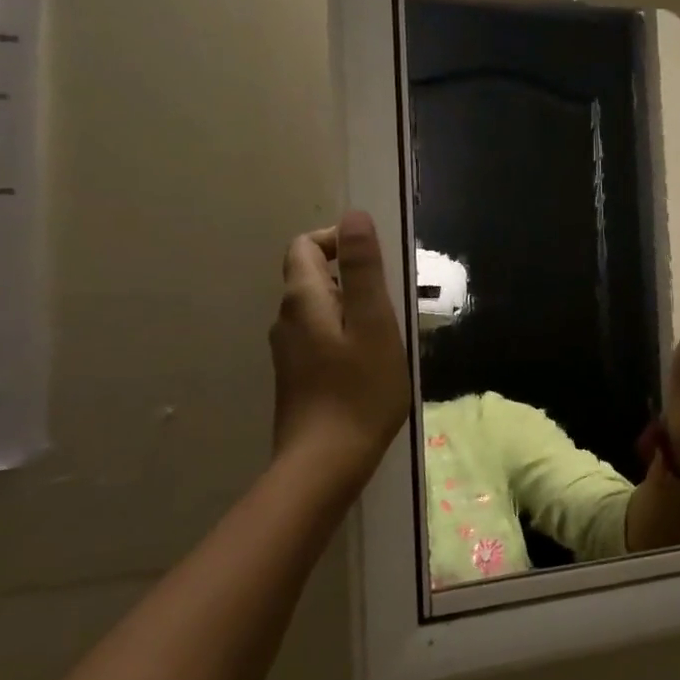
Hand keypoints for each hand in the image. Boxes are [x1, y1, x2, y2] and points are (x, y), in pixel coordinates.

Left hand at [271, 210, 409, 487]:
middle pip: (311, 276)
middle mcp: (287, 320)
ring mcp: (289, 351)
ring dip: (353, 307)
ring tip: (389, 331)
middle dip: (351, 275)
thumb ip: (362, 268)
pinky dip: (346, 333)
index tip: (376, 259)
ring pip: (319, 309)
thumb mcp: (374, 322)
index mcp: (303, 300)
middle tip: (393, 299)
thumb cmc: (360, 390)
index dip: (337, 239)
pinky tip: (372, 362)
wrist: (325, 463)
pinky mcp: (297, 376)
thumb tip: (354, 216)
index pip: (305, 246)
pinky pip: (321, 336)